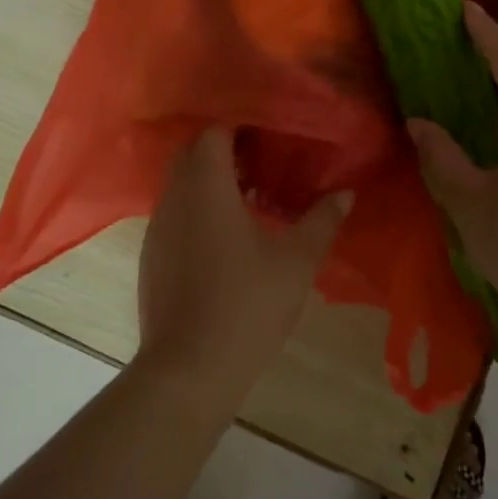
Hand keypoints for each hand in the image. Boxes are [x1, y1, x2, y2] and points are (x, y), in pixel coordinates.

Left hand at [135, 129, 351, 401]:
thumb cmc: (246, 305)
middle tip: (264, 167)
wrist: (188, 369)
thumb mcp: (295, 263)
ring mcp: (157, 228)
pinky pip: (174, 215)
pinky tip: (225, 241)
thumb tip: (346, 193)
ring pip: (181, 186)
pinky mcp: (151, 257)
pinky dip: (197, 211)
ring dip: (211, 183)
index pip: (214, 132)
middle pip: (193, 154)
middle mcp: (174, 197)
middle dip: (226, 153)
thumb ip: (321, 222)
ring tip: (251, 202)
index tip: (270, 140)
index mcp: (206, 186)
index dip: (241, 129)